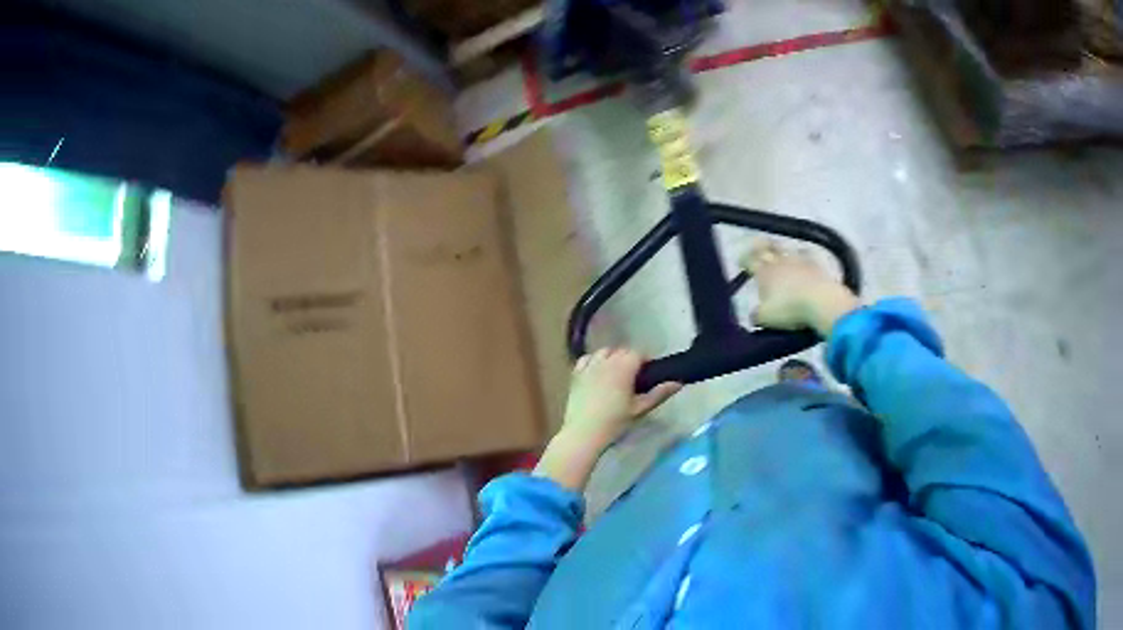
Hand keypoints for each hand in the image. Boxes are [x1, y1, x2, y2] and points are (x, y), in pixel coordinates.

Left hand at [561, 348, 681, 448]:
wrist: (584, 433)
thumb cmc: (615, 422)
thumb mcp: (640, 409)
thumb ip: (659, 393)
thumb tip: (679, 382)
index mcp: (623, 368)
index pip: (638, 353)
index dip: (645, 360)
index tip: (649, 373)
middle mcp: (605, 361)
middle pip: (621, 350)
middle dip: (630, 359)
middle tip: (635, 377)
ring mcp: (588, 366)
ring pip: (604, 352)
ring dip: (612, 357)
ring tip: (616, 374)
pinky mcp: (576, 374)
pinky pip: (586, 359)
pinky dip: (593, 361)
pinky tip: (597, 373)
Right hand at [740, 239, 860, 336]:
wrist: (822, 302)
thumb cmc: (789, 309)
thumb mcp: (765, 318)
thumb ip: (757, 315)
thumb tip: (754, 315)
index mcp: (765, 272)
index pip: (750, 261)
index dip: (744, 260)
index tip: (741, 262)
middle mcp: (780, 262)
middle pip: (768, 248)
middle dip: (761, 247)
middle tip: (757, 246)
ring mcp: (800, 262)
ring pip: (787, 249)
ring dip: (782, 250)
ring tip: (781, 252)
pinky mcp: (817, 266)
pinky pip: (807, 256)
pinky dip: (803, 256)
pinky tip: (804, 259)